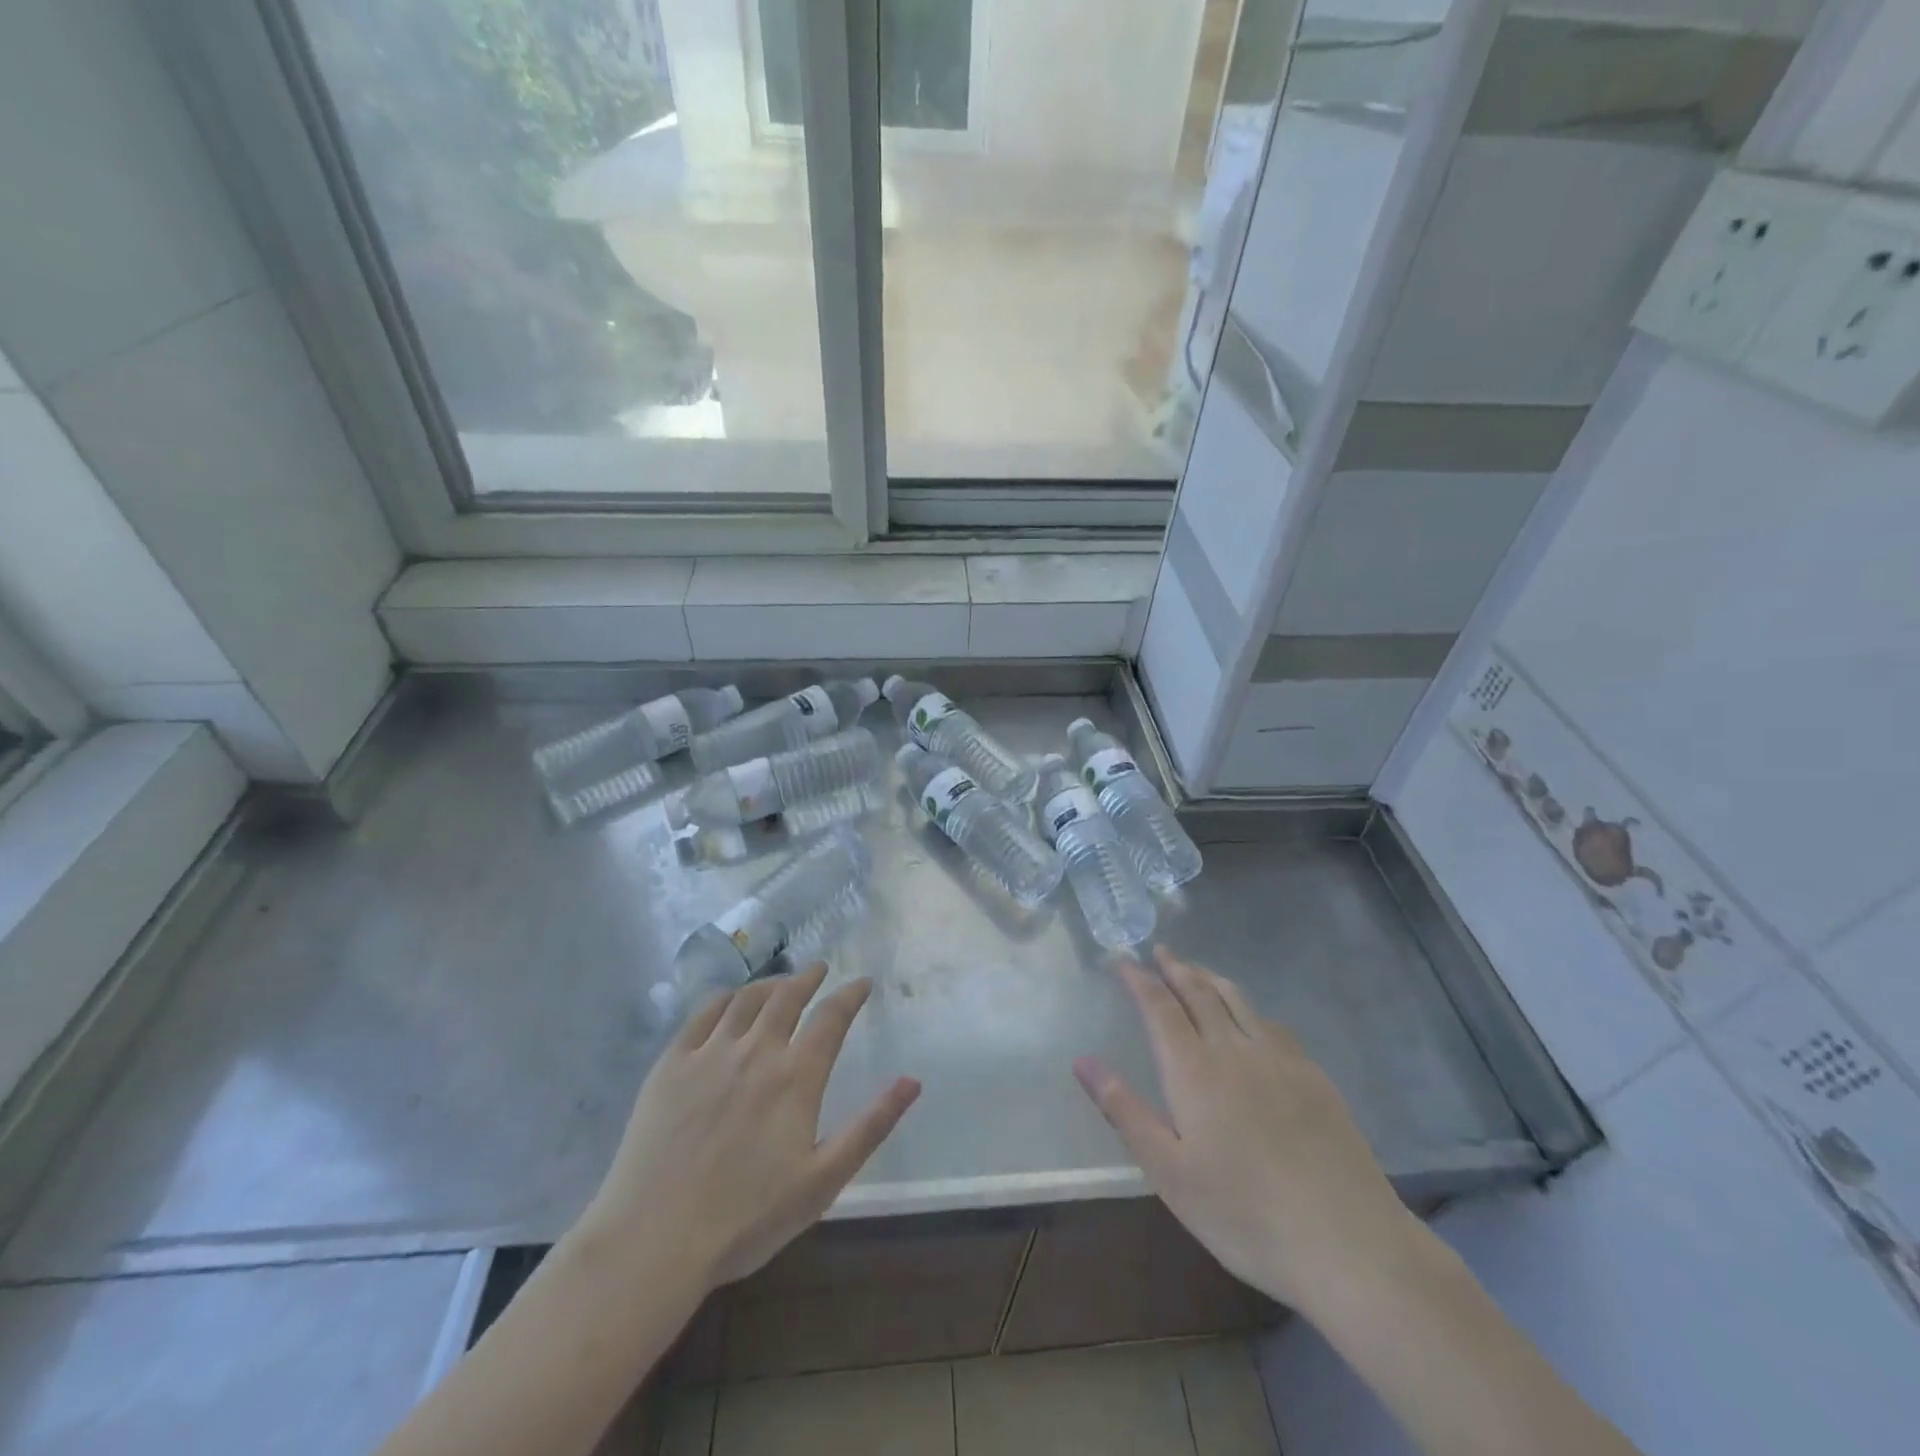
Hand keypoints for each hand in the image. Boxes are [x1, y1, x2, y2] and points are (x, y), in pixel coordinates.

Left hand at [578, 963, 919, 1292]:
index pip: (831, 1018)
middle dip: (809, 978)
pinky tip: (730, 1000)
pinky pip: (702, 1014)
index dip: (850, 995)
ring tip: (781, 982)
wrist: (653, 1240)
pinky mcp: (671, 1064)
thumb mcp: (823, 1181)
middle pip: (788, 996)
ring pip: (746, 999)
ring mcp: (709, 1053)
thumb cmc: (746, 1218)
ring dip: (770, 983)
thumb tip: (912, 1081)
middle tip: (819, 970)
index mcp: (795, 1077)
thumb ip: (871, 1126)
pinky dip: (724, 998)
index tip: (862, 983)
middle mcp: (756, 1051)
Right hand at [1074, 946, 1423, 1315]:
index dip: (1138, 979)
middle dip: (1175, 968)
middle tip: (1159, 950)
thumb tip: (1081, 1060)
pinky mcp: (1314, 1077)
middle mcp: (1233, 1049)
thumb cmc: (1243, 1214)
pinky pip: (1271, 1023)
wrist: (1347, 1242)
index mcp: (1193, 1069)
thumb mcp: (1168, 1171)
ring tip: (1195, 969)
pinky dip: (1248, 1007)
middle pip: (1199, 992)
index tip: (1121, 958)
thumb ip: (1123, 1110)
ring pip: (1238, 1000)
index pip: (1159, 1006)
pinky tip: (1251, 1018)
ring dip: (1211, 978)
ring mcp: (1279, 1059)